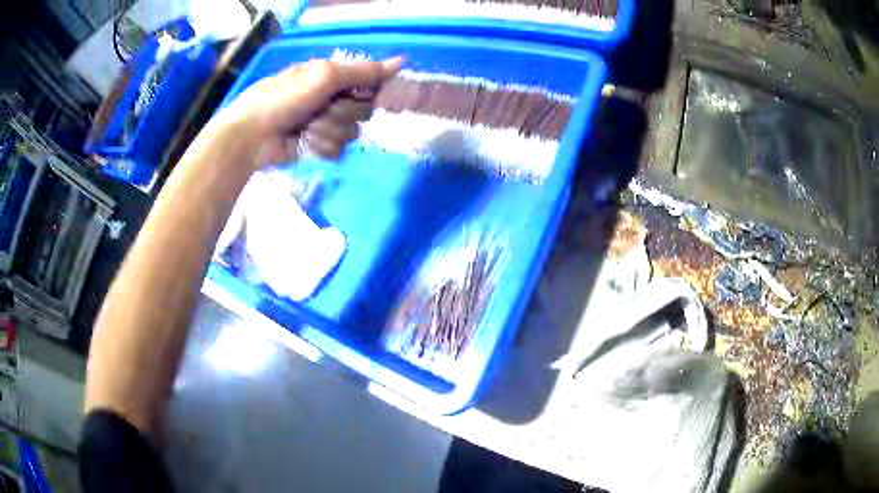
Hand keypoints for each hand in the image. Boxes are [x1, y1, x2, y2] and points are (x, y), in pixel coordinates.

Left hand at [220, 56, 403, 167]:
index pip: (371, 84)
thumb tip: (402, 61)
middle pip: (365, 111)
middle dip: (342, 112)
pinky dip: (322, 147)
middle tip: (319, 109)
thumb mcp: (324, 76)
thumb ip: (363, 72)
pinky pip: (340, 151)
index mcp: (335, 78)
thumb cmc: (283, 98)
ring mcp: (328, 125)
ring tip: (306, 128)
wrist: (252, 135)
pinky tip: (305, 143)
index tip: (354, 94)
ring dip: (328, 131)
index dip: (367, 91)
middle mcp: (334, 99)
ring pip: (353, 133)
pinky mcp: (320, 148)